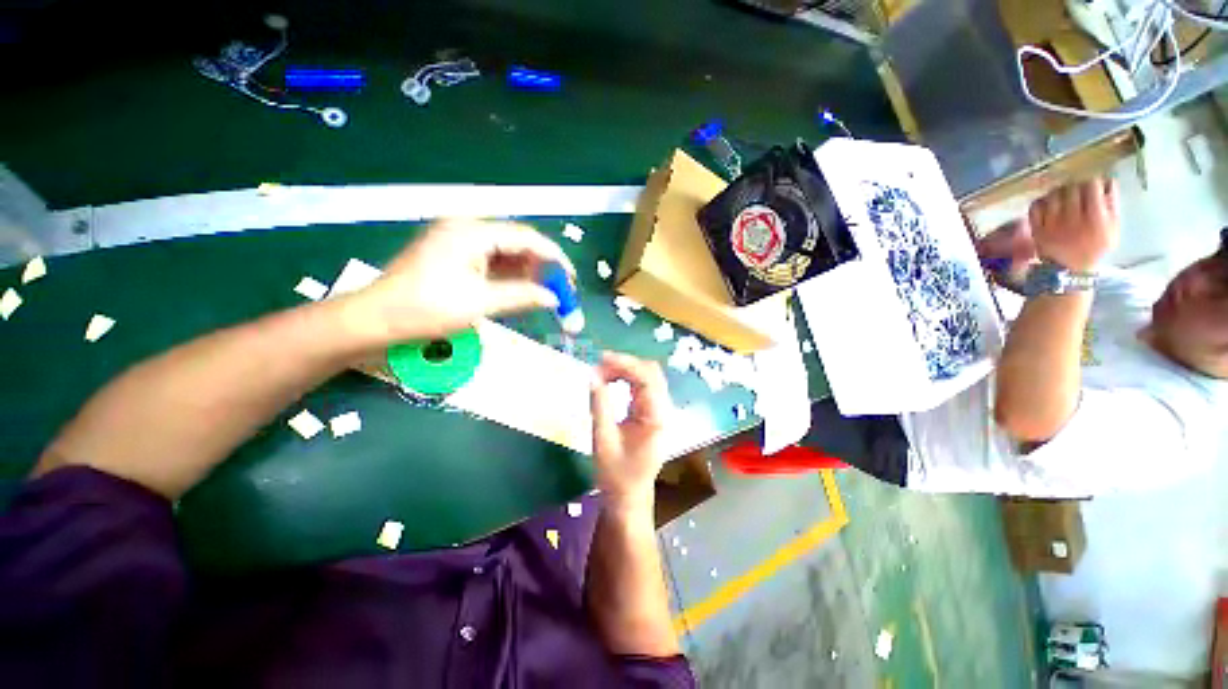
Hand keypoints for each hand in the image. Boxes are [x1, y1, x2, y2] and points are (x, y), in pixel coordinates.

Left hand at [342, 220, 574, 344]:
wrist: (375, 321)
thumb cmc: (426, 310)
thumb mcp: (480, 303)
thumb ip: (522, 296)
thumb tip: (554, 298)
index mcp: (471, 232)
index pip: (524, 237)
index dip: (552, 256)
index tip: (570, 277)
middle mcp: (466, 230)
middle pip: (516, 243)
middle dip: (540, 265)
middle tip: (560, 288)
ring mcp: (458, 243)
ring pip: (504, 254)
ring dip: (526, 272)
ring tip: (544, 292)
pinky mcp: (453, 258)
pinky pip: (490, 263)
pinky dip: (508, 277)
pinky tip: (521, 290)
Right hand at [591, 353, 672, 511]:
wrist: (628, 498)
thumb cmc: (616, 475)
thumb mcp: (603, 440)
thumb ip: (599, 406)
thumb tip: (592, 376)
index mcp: (657, 418)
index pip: (648, 379)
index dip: (626, 364)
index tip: (601, 358)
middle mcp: (662, 411)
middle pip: (651, 374)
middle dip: (625, 364)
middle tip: (598, 365)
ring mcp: (658, 412)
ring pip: (647, 378)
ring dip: (625, 370)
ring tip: (601, 372)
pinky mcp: (651, 414)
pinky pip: (642, 388)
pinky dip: (626, 379)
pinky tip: (611, 380)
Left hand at [1027, 178, 1119, 272]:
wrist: (1068, 270)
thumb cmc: (1094, 248)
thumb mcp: (1113, 229)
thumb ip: (1112, 205)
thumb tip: (1107, 181)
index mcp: (1095, 219)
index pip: (1092, 186)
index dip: (1093, 182)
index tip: (1093, 186)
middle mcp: (1072, 219)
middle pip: (1071, 187)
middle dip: (1076, 186)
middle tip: (1078, 192)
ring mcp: (1052, 224)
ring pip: (1053, 194)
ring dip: (1059, 192)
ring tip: (1064, 198)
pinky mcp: (1036, 228)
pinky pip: (1035, 206)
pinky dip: (1042, 201)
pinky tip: (1049, 205)